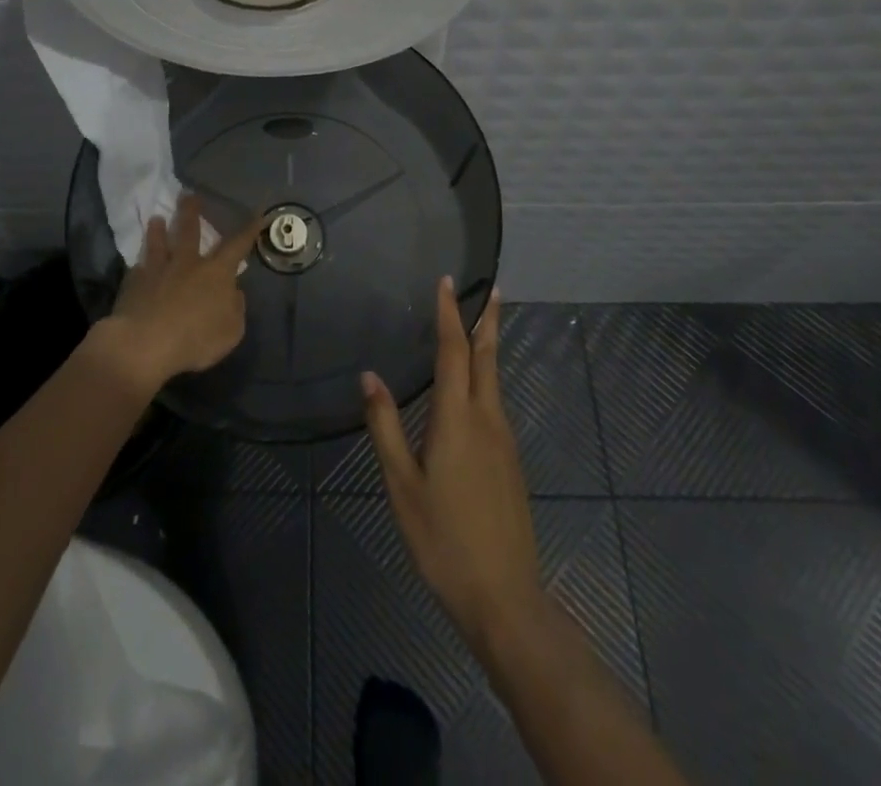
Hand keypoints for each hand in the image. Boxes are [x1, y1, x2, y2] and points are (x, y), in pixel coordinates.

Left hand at [100, 193, 263, 393]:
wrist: (145, 343)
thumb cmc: (195, 339)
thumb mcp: (231, 331)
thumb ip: (235, 308)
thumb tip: (233, 291)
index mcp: (216, 273)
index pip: (237, 245)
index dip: (249, 230)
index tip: (256, 213)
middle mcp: (187, 264)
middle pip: (190, 232)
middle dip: (191, 212)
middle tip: (188, 196)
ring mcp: (158, 271)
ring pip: (159, 244)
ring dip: (158, 231)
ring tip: (156, 219)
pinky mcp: (134, 283)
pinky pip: (138, 270)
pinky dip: (140, 266)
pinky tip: (137, 265)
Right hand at [363, 280, 545, 653]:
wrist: (505, 598)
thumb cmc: (443, 539)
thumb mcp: (402, 484)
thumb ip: (385, 426)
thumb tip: (369, 376)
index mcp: (458, 418)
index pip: (454, 351)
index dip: (450, 314)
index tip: (448, 282)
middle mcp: (487, 419)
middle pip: (488, 358)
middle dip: (487, 320)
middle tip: (492, 289)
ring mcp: (504, 441)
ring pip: (495, 380)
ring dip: (488, 347)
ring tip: (480, 326)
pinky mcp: (511, 462)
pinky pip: (496, 403)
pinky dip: (487, 378)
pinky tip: (475, 389)